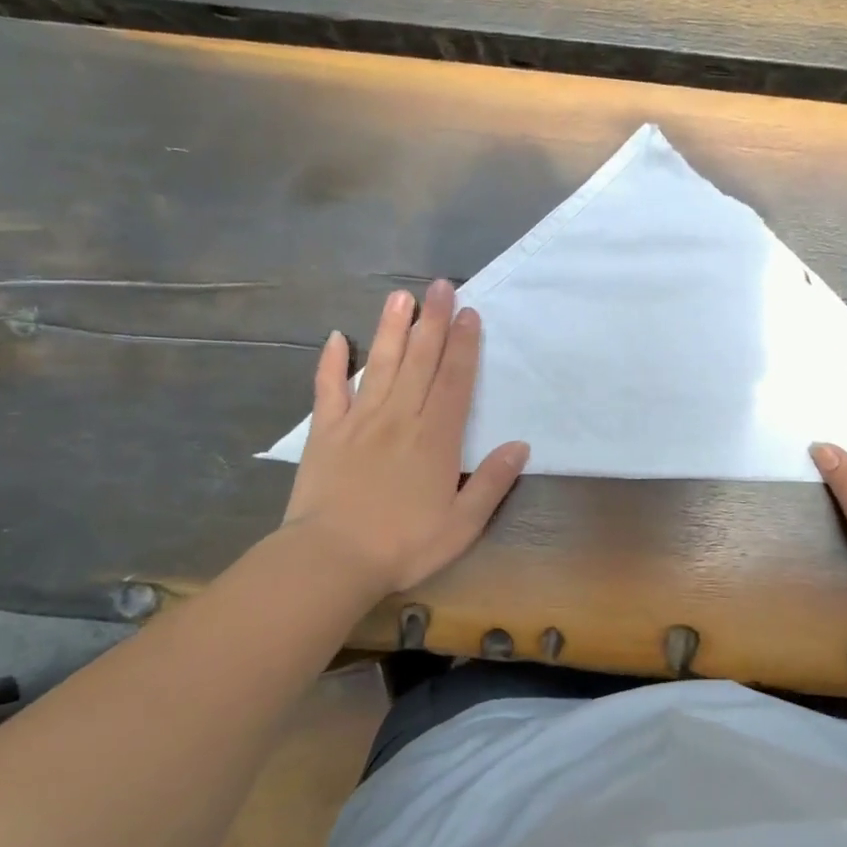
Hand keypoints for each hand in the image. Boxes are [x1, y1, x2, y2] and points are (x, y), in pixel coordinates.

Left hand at [281, 280, 528, 599]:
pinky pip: (328, 389)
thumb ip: (493, 482)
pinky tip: (336, 338)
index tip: (470, 313)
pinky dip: (332, 363)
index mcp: (437, 438)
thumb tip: (520, 446)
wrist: (331, 560)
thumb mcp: (462, 524)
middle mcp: (400, 418)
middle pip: (421, 360)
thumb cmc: (404, 545)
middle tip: (442, 286)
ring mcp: (360, 421)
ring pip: (380, 364)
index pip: (455, 381)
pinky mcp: (325, 432)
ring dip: (392, 328)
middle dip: (434, 321)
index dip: (465, 345)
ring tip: (401, 296)